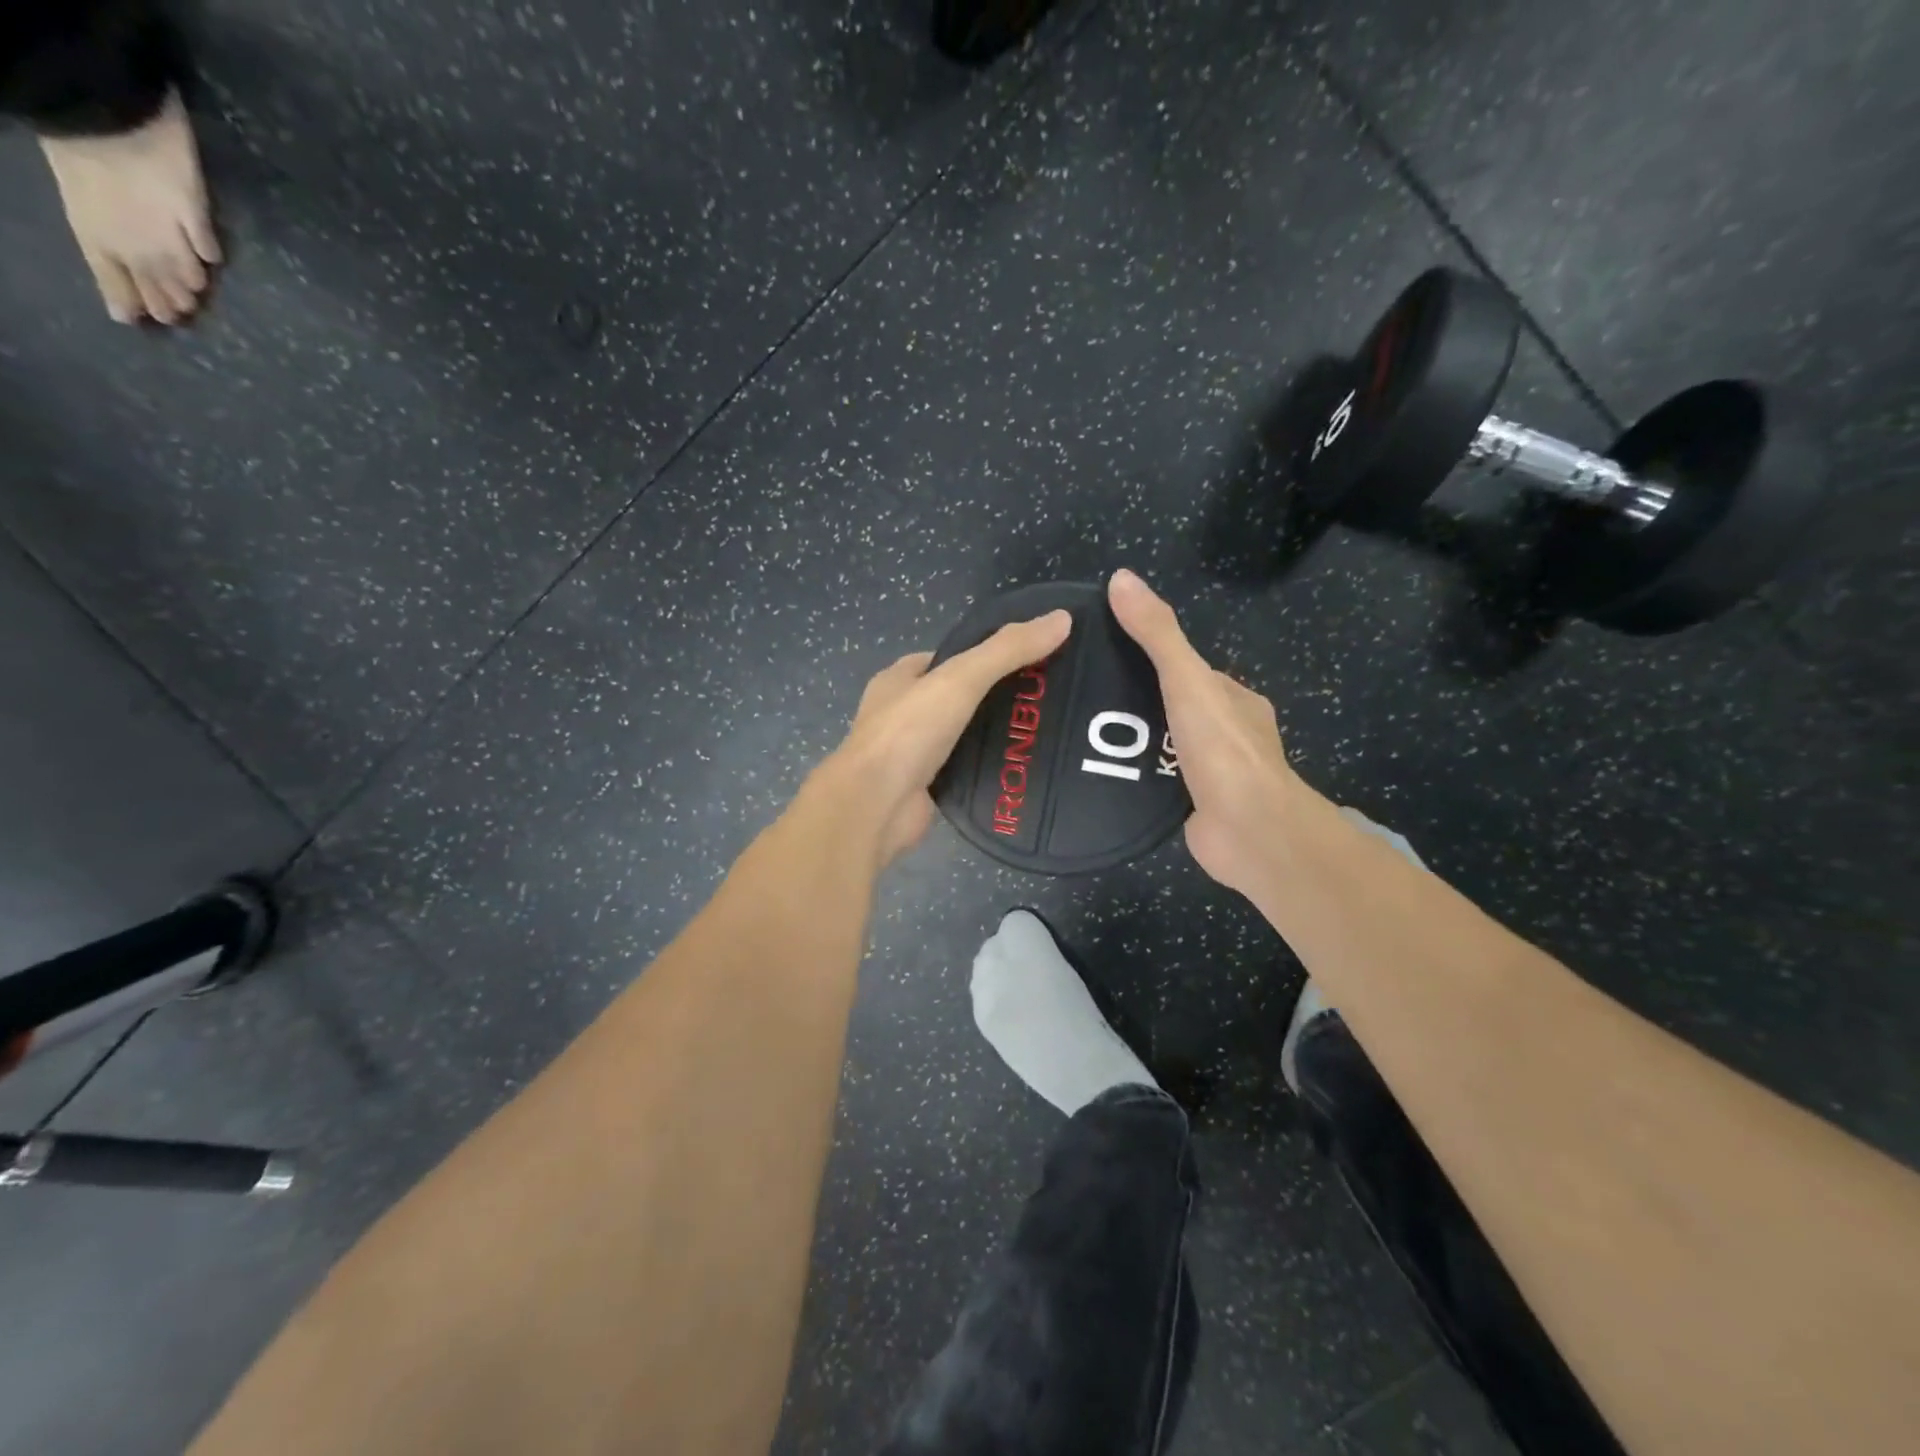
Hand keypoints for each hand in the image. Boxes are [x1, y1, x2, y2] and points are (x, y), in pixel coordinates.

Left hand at [813, 610, 1074, 867]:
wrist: (875, 807)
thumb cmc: (908, 732)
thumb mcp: (961, 679)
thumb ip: (1007, 650)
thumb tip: (1062, 619)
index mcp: (898, 680)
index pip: (944, 659)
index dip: (981, 655)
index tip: (1025, 660)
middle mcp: (901, 715)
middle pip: (955, 698)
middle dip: (993, 697)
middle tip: (1043, 698)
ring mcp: (911, 754)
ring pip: (961, 737)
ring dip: (993, 735)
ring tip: (1043, 731)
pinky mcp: (925, 788)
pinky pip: (963, 771)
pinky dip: (988, 769)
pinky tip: (1022, 768)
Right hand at [1108, 569, 1308, 895]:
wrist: (1249, 831)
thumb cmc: (1223, 749)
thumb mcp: (1186, 679)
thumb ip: (1157, 634)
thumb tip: (1121, 578)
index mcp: (1235, 698)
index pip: (1190, 669)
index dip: (1152, 658)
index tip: (1107, 654)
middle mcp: (1228, 732)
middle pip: (1176, 707)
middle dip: (1138, 702)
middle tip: (1086, 697)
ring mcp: (1215, 772)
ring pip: (1167, 746)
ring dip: (1134, 741)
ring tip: (1082, 733)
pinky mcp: (1197, 806)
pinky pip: (1159, 781)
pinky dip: (1135, 775)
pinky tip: (1100, 773)